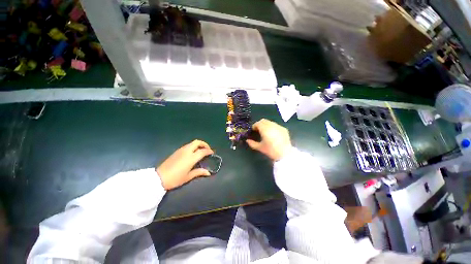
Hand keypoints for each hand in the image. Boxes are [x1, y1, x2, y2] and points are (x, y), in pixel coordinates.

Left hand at [157, 140, 213, 189]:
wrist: (159, 178)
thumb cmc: (175, 179)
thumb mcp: (188, 177)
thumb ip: (199, 172)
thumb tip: (208, 173)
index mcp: (191, 157)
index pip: (203, 151)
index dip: (209, 151)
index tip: (212, 153)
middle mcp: (187, 151)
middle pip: (197, 142)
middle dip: (204, 144)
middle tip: (207, 149)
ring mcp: (181, 150)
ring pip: (192, 143)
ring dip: (198, 145)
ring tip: (201, 151)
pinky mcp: (177, 151)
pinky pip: (187, 145)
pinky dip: (193, 146)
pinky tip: (193, 153)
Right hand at [246, 119, 291, 160]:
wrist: (285, 154)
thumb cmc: (271, 150)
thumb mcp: (260, 148)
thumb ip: (252, 143)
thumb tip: (247, 140)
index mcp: (265, 129)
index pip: (258, 123)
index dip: (254, 126)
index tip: (253, 130)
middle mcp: (271, 125)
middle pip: (263, 121)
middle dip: (260, 124)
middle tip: (258, 130)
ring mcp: (279, 126)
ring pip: (270, 122)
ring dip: (266, 125)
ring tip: (266, 132)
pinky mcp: (284, 129)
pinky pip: (276, 125)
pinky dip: (272, 127)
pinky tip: (273, 134)